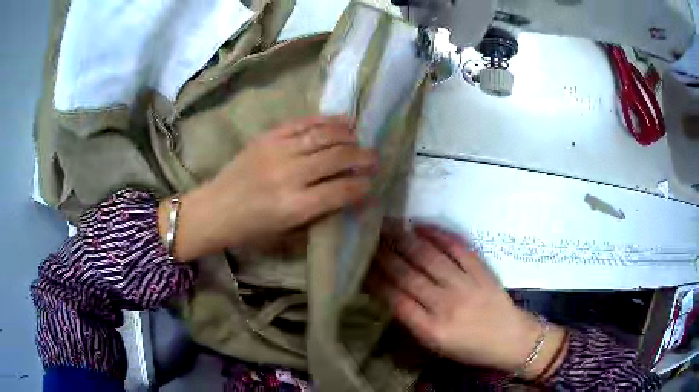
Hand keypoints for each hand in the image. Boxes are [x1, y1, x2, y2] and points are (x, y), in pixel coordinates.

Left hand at [161, 116, 377, 260]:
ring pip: (323, 136)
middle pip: (337, 158)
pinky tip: (341, 121)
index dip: (362, 186)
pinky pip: (302, 123)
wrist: (213, 209)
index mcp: (293, 207)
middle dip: (362, 157)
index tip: (371, 184)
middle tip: (374, 159)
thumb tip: (349, 197)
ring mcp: (276, 151)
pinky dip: (325, 121)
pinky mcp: (267, 137)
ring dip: (348, 135)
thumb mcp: (286, 234)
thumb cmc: (250, 230)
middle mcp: (288, 175)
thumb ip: (320, 214)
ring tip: (360, 138)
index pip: (341, 190)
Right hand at [368, 222, 565, 379]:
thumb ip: (413, 321)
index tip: (360, 263)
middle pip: (408, 274)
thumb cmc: (471, 347)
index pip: (395, 299)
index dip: (375, 279)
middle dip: (384, 254)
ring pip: (429, 258)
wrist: (510, 339)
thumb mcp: (437, 346)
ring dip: (405, 239)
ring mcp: (465, 284)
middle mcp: (446, 304)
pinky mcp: (481, 270)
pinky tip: (421, 225)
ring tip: (387, 225)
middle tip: (367, 236)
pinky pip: (457, 248)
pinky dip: (438, 234)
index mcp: (432, 329)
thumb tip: (390, 294)